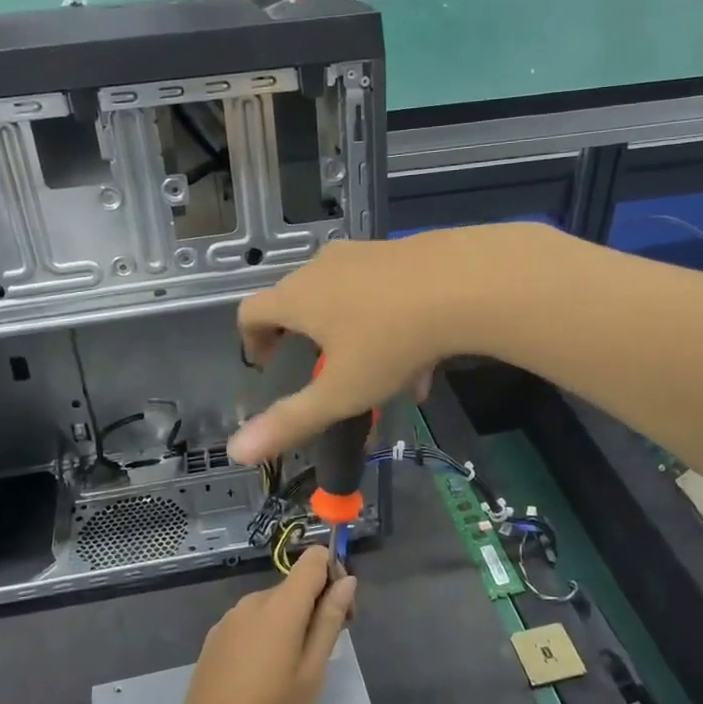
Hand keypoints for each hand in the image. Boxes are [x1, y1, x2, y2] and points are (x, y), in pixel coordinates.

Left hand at [172, 546, 358, 703]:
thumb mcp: (312, 673)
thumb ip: (329, 621)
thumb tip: (347, 580)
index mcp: (280, 606)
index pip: (312, 559)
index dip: (333, 573)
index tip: (340, 611)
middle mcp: (252, 601)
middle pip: (294, 585)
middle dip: (315, 605)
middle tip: (322, 653)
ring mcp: (229, 618)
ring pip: (272, 604)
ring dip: (289, 621)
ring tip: (291, 669)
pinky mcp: (214, 637)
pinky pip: (250, 620)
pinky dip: (265, 632)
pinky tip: (262, 672)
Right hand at [228, 227, 542, 463]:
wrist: (466, 284)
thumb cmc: (390, 341)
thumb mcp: (340, 391)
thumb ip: (290, 422)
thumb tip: (237, 451)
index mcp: (298, 296)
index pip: (251, 311)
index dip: (251, 340)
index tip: (267, 364)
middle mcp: (323, 267)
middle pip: (298, 301)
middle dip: (305, 338)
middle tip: (322, 372)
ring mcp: (364, 255)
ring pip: (345, 298)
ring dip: (353, 337)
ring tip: (381, 380)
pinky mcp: (401, 252)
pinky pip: (382, 292)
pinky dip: (388, 325)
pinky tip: (422, 363)